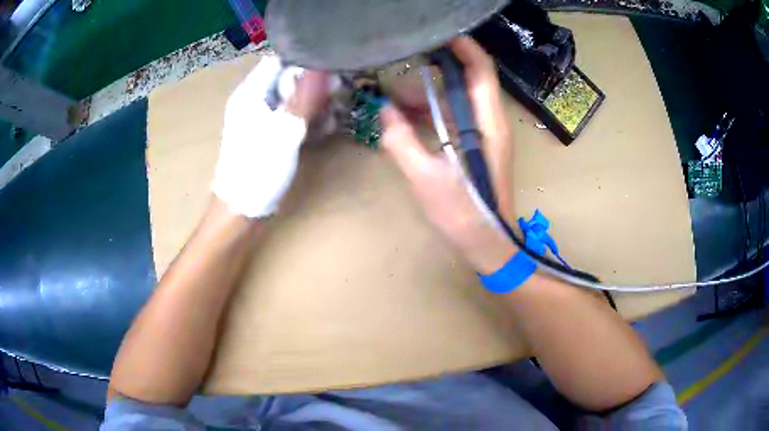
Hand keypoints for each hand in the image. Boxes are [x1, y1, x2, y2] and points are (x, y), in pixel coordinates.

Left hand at [212, 55, 330, 218]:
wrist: (242, 209)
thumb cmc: (258, 168)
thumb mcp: (285, 131)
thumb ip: (305, 98)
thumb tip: (324, 68)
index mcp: (251, 91)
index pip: (280, 60)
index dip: (306, 61)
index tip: (332, 70)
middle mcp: (255, 98)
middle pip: (289, 78)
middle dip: (315, 86)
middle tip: (337, 97)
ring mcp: (261, 116)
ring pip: (294, 97)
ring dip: (315, 104)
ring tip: (332, 118)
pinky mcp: (269, 132)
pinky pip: (291, 115)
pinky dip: (307, 119)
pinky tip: (323, 130)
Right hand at [381, 37, 515, 273]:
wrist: (488, 243)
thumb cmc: (463, 213)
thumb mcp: (425, 178)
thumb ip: (401, 141)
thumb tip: (383, 111)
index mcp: (486, 123)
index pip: (482, 69)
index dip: (464, 46)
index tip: (436, 33)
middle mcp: (491, 121)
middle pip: (469, 79)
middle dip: (438, 67)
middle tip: (404, 65)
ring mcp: (486, 133)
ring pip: (460, 98)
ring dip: (431, 92)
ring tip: (398, 95)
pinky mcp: (478, 145)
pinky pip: (456, 116)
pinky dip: (434, 111)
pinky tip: (409, 117)